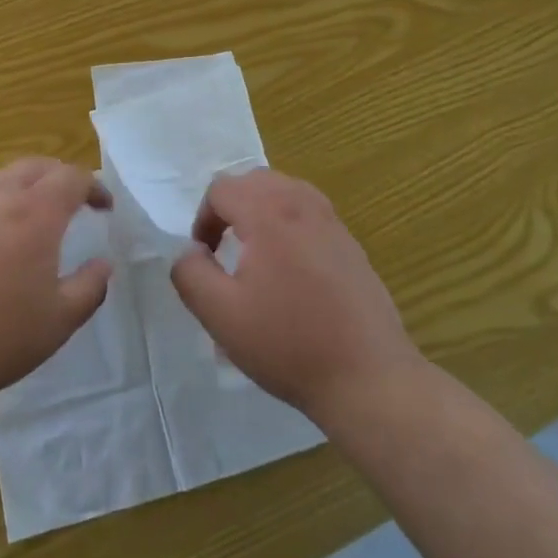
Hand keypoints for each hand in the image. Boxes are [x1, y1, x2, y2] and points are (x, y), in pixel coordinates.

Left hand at [0, 158, 112, 409]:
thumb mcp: (59, 322)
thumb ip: (90, 288)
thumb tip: (102, 264)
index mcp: (35, 215)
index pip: (71, 178)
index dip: (94, 186)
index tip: (104, 207)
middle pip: (35, 166)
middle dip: (60, 176)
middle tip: (74, 200)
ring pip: (0, 178)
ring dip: (26, 185)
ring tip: (34, 212)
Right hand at [171, 168, 421, 422]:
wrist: (367, 377)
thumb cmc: (288, 344)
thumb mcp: (221, 315)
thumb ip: (191, 274)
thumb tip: (190, 251)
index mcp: (268, 214)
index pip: (222, 189)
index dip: (203, 218)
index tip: (205, 257)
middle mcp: (302, 205)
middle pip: (255, 180)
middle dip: (231, 206)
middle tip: (224, 248)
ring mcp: (332, 222)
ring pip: (286, 190)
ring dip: (261, 209)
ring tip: (254, 251)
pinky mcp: (351, 244)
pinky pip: (310, 212)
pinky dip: (289, 222)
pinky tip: (290, 267)